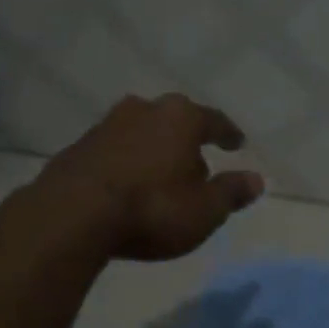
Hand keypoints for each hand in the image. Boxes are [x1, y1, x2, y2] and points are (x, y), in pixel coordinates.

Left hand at [38, 93, 263, 260]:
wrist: (71, 217)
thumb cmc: (152, 209)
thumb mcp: (204, 210)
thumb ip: (231, 192)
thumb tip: (257, 179)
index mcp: (180, 118)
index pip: (213, 120)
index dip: (227, 134)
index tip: (237, 143)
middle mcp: (143, 111)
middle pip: (173, 120)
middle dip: (186, 139)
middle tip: (196, 160)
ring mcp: (105, 126)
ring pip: (140, 132)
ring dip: (153, 150)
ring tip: (160, 174)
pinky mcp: (77, 148)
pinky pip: (113, 152)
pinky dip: (125, 164)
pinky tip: (127, 185)